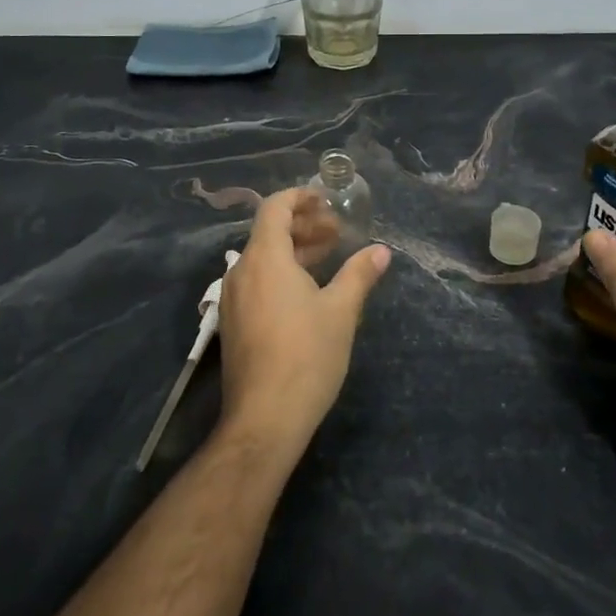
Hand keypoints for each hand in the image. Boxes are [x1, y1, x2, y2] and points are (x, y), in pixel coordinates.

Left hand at [216, 187, 390, 456]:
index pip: (275, 208)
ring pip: (263, 258)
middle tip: (337, 232)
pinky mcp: (234, 323)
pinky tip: (308, 290)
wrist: (265, 418)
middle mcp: (242, 271)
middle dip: (304, 225)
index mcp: (265, 259)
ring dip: (295, 250)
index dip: (300, 197)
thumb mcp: (341, 311)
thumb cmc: (306, 356)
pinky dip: (282, 272)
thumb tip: (381, 251)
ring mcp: (234, 299)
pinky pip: (257, 281)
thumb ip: (359, 274)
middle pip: (269, 231)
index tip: (327, 200)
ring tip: (328, 257)